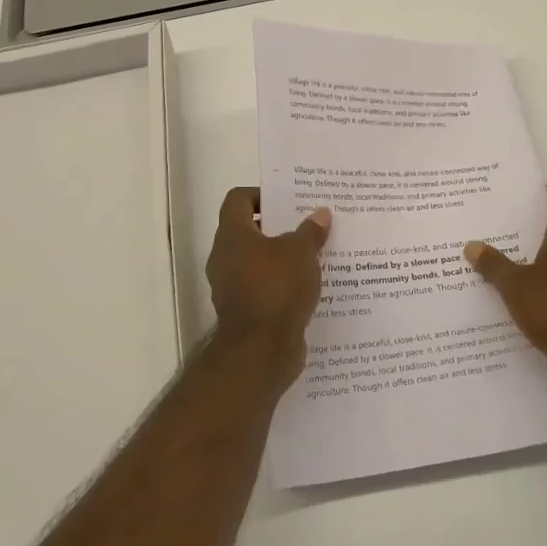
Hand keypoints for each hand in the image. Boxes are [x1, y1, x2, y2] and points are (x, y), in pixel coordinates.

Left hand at [205, 187, 332, 385]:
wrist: (261, 351)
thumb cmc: (276, 288)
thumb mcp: (301, 253)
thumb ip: (310, 231)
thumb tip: (321, 213)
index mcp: (233, 235)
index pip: (238, 199)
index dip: (260, 194)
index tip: (287, 200)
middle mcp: (225, 258)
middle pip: (249, 231)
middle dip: (278, 227)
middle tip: (307, 224)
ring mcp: (232, 287)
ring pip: (258, 261)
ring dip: (282, 257)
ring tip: (314, 254)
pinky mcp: (245, 311)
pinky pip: (264, 287)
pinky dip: (282, 284)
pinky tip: (309, 285)